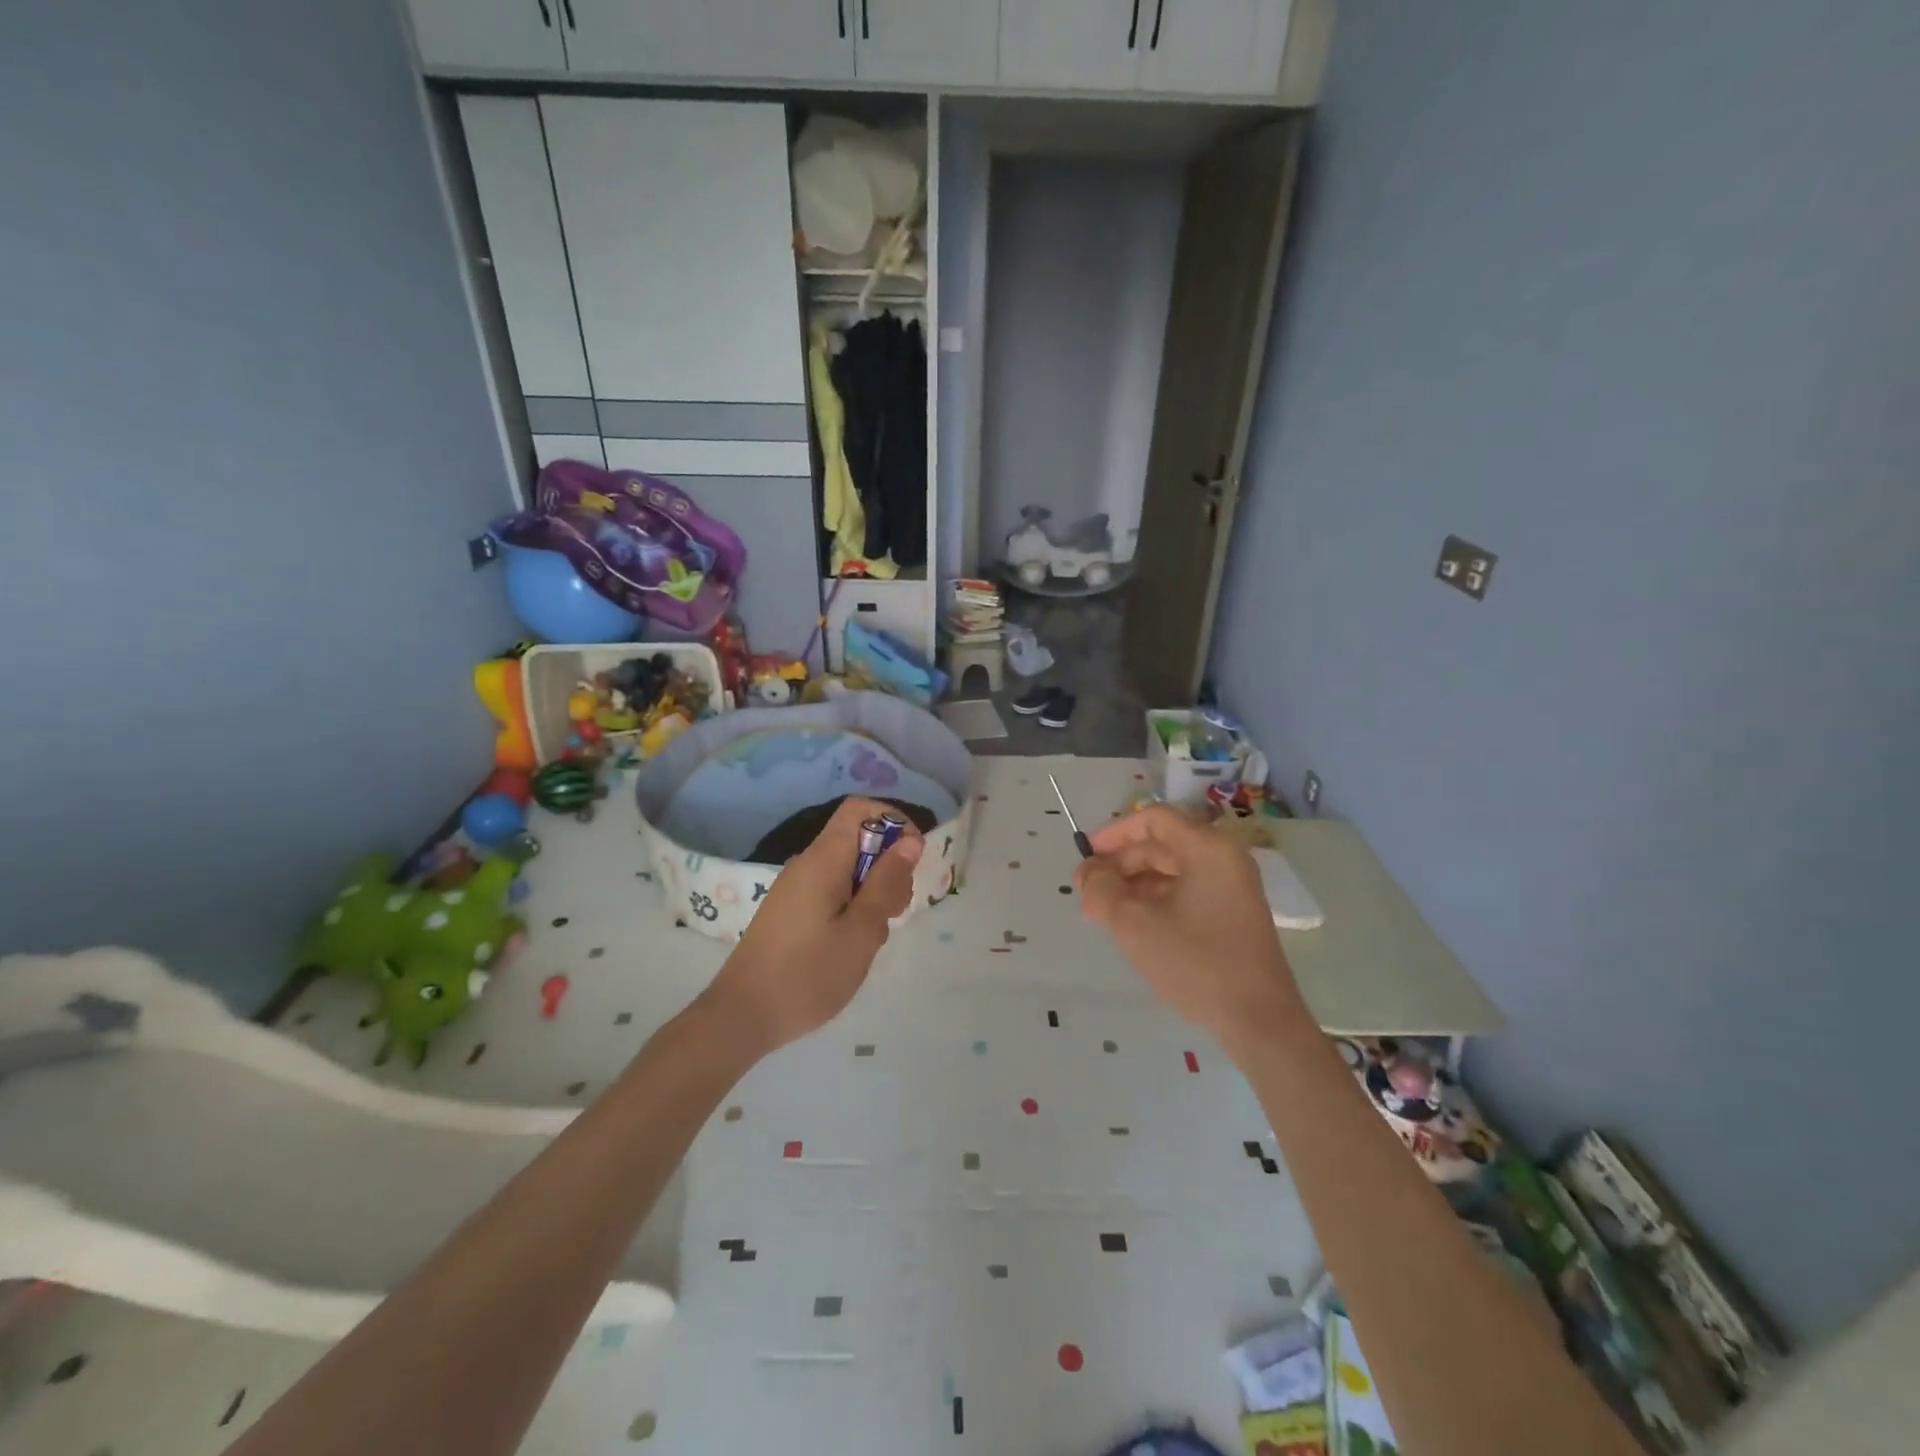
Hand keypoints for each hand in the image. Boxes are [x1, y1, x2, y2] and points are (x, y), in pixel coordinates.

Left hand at [704, 797, 923, 1055]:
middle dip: (887, 866)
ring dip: (872, 893)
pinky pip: (831, 892)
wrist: (742, 1017)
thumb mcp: (862, 930)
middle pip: (857, 841)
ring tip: (873, 937)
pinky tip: (852, 946)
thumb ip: (887, 882)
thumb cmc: (808, 974)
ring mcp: (795, 888)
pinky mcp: (790, 911)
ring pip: (847, 871)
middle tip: (895, 911)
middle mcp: (807, 864)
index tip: (912, 860)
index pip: (860, 809)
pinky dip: (852, 908)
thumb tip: (910, 840)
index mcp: (823, 859)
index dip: (893, 821)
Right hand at [1074, 805, 1306, 1056]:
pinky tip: (1132, 925)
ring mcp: (1232, 887)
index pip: (1153, 819)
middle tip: (1087, 893)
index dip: (1113, 833)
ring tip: (1102, 913)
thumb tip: (1089, 873)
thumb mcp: (1134, 924)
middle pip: (1161, 845)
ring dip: (1133, 885)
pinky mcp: (1233, 914)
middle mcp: (1224, 859)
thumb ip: (1102, 890)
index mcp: (1207, 849)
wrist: (1259, 1021)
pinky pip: (1186, 892)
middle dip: (1119, 865)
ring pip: (1171, 871)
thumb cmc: (1195, 963)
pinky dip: (1155, 900)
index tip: (1085, 857)